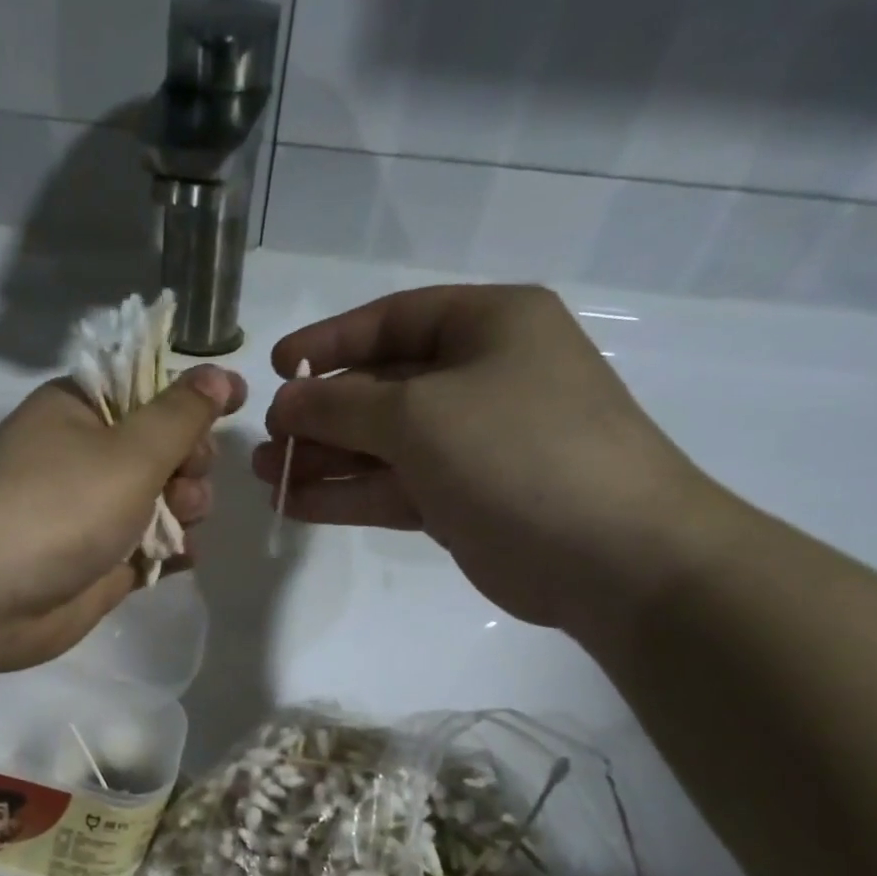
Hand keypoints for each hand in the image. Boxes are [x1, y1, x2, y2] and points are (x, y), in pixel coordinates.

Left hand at [0, 362, 244, 672]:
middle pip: (163, 448)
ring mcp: (91, 514)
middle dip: (189, 464)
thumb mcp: (129, 451)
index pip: (150, 389)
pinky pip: (149, 548)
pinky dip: (170, 551)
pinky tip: (180, 557)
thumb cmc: (57, 507)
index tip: (237, 405)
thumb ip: (182, 416)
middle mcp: (85, 457)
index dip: (192, 399)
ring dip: (184, 509)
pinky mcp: (98, 563)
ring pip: (162, 501)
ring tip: (179, 524)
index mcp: (81, 410)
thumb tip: (220, 374)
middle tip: (186, 483)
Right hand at [255, 285, 728, 635]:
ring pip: (382, 443)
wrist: (611, 555)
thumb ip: (341, 404)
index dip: (329, 342)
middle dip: (319, 413)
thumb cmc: (517, 453)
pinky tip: (296, 505)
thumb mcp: (419, 414)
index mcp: (488, 326)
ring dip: (324, 458)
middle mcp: (480, 377)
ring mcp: (472, 443)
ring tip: (267, 477)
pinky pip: (393, 486)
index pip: (392, 320)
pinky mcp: (462, 499)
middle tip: (266, 441)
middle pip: (381, 386)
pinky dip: (348, 494)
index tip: (275, 368)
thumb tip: (284, 401)